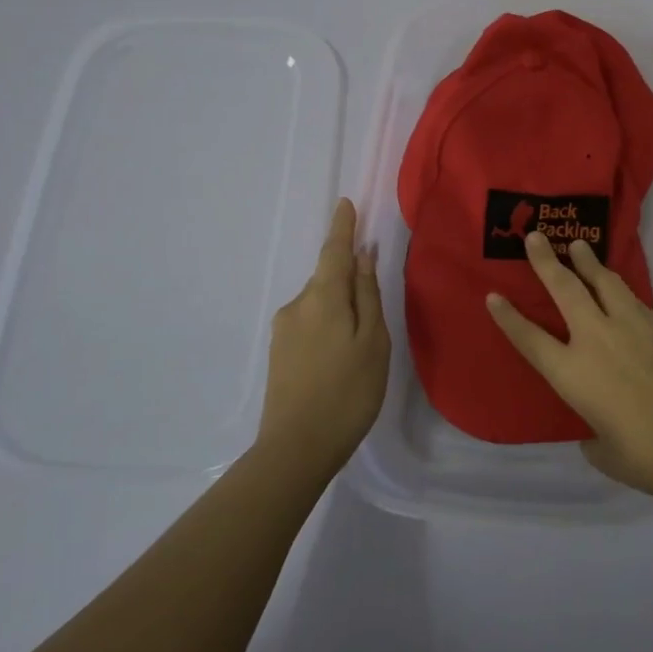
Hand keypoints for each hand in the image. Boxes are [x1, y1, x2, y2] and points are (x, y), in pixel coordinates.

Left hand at [254, 198, 390, 479]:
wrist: (296, 448)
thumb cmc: (348, 392)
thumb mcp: (373, 342)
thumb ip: (367, 296)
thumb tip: (363, 256)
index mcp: (323, 298)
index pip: (334, 251)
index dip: (343, 227)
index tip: (346, 203)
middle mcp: (297, 305)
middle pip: (327, 279)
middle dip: (349, 281)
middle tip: (374, 313)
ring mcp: (283, 329)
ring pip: (319, 304)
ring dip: (339, 310)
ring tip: (360, 348)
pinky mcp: (279, 352)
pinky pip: (309, 323)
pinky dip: (328, 327)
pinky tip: (339, 359)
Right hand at [486, 230, 652, 502]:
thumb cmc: (648, 459)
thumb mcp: (605, 453)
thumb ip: (592, 434)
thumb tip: (596, 428)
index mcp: (572, 373)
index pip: (530, 338)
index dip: (508, 317)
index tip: (493, 295)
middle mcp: (597, 339)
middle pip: (565, 289)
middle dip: (546, 261)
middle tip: (535, 236)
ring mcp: (633, 327)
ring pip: (604, 282)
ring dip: (587, 261)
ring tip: (578, 246)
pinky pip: (634, 300)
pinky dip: (620, 290)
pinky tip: (620, 292)